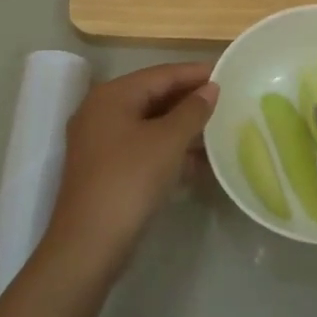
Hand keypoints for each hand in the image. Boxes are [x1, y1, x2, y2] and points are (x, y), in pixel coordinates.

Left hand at [47, 62, 217, 271]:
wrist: (90, 243)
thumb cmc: (130, 180)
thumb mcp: (168, 141)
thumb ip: (193, 110)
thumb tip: (211, 89)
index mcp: (112, 96)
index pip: (161, 74)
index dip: (195, 73)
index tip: (227, 72)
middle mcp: (101, 112)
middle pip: (154, 96)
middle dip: (190, 101)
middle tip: (227, 101)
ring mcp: (100, 142)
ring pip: (150, 124)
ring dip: (183, 127)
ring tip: (219, 130)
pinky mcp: (106, 169)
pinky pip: (144, 147)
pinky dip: (169, 149)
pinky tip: (199, 161)